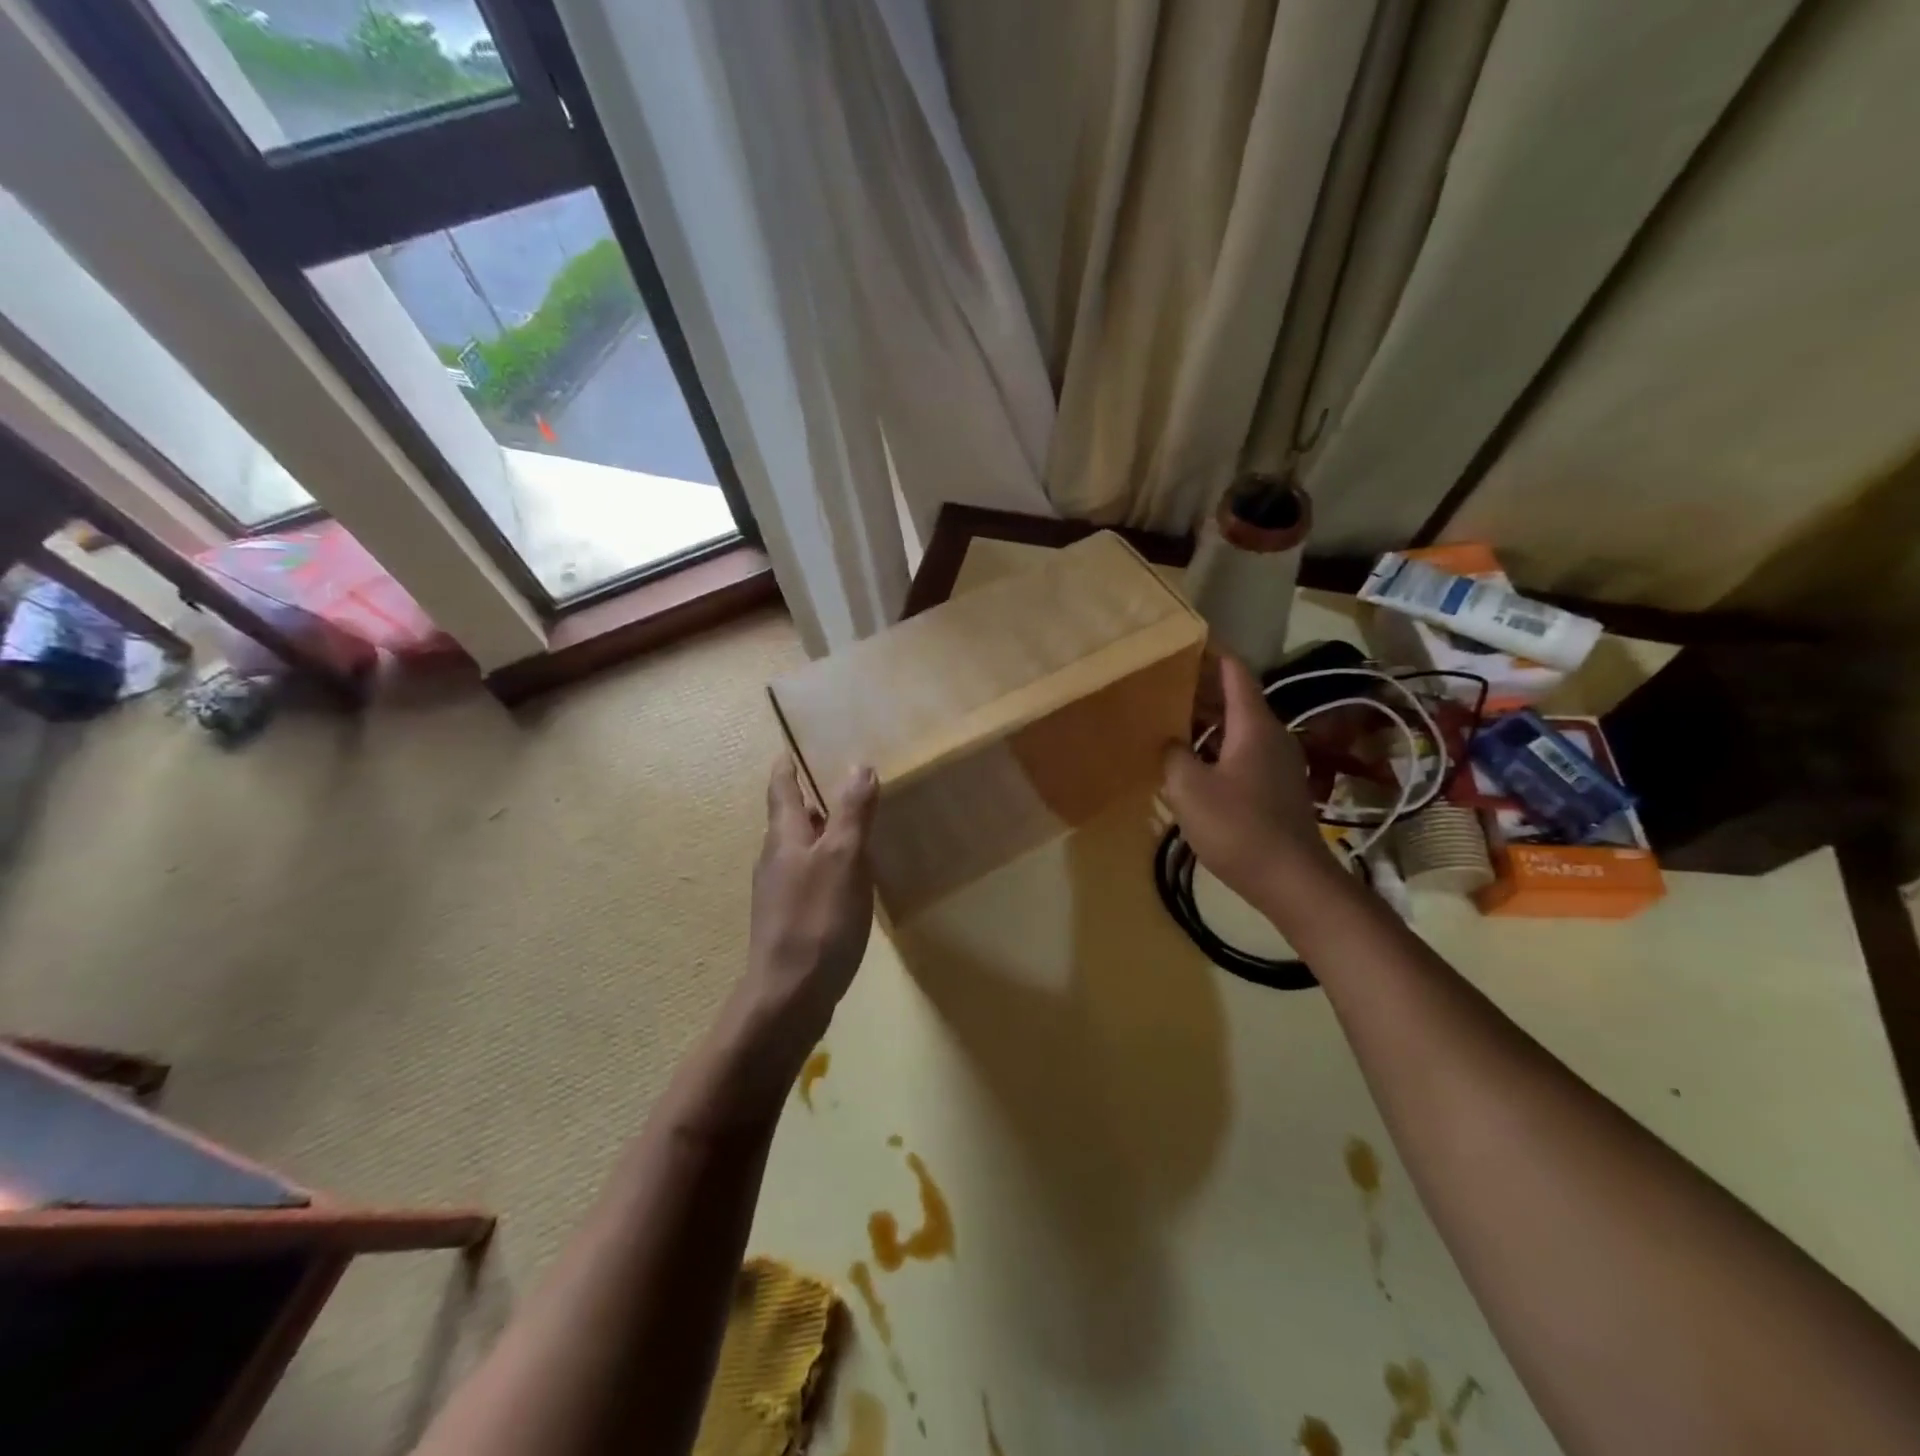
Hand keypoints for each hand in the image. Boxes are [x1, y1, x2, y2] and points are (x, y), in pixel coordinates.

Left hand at [746, 758, 879, 1041]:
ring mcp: (779, 893)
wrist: (789, 995)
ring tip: (846, 827)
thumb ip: (852, 812)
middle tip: (833, 784)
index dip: (786, 768)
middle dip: (806, 801)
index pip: (781, 790)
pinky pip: (807, 879)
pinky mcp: (789, 921)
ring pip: (798, 851)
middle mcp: (775, 860)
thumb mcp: (844, 858)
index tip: (790, 750)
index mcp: (784, 838)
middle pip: (788, 820)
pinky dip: (824, 866)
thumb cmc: (818, 918)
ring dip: (817, 834)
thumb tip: (858, 765)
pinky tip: (845, 879)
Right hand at [1162, 656, 1335, 907]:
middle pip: (1235, 699)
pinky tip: (1190, 764)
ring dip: (1205, 722)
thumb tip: (1170, 743)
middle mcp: (1270, 736)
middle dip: (1199, 689)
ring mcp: (1276, 764)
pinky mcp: (1275, 788)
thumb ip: (1173, 755)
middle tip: (1161, 685)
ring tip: (1167, 721)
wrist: (1292, 880)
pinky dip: (1215, 748)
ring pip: (1237, 729)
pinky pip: (1241, 754)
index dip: (1210, 654)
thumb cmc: (1239, 828)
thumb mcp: (1189, 789)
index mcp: (1254, 726)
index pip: (1234, 672)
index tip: (1182, 643)